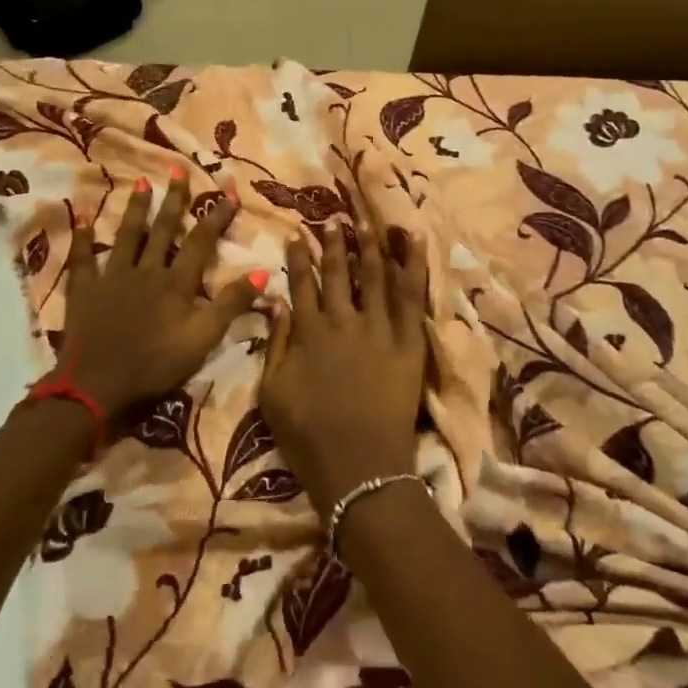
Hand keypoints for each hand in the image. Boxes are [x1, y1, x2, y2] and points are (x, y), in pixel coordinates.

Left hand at [51, 171, 263, 427]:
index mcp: (176, 283)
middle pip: (163, 230)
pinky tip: (83, 219)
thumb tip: (263, 271)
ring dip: (136, 209)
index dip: (216, 217)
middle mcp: (146, 271)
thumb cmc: (155, 364)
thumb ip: (231, 305)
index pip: (201, 242)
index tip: (229, 192)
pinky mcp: (85, 290)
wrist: (97, 384)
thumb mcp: (203, 339)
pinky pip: (84, 258)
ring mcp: (113, 277)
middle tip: (178, 168)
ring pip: (127, 236)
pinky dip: (84, 238)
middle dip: (174, 199)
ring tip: (141, 182)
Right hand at [260, 220, 428, 516]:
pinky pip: (413, 297)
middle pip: (338, 272)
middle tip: (333, 220)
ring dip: (369, 245)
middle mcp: (343, 321)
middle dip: (333, 244)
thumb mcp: (272, 393)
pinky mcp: (409, 342)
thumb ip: (275, 344)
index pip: (301, 284)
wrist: (360, 467)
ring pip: (375, 275)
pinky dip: (414, 267)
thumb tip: (277, 303)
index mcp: (309, 333)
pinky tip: (415, 241)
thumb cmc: (309, 436)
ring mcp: (380, 329)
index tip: (297, 235)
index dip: (298, 258)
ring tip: (366, 222)